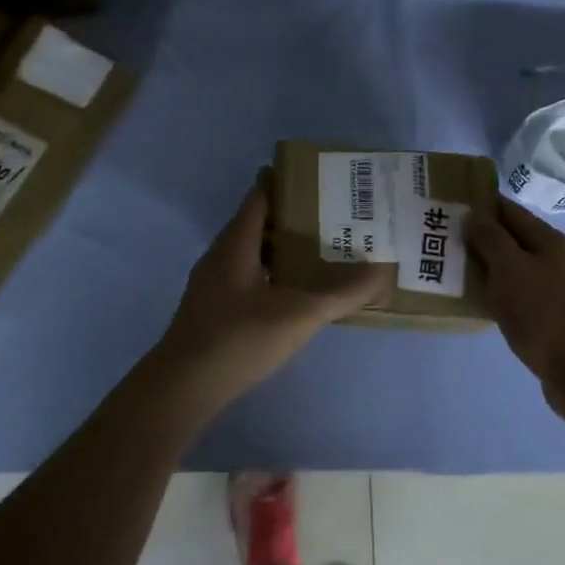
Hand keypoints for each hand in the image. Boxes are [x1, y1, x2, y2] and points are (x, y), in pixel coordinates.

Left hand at [156, 179, 385, 408]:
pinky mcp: (212, 308)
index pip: (260, 196)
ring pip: (251, 252)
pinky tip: (293, 292)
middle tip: (333, 216)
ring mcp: (212, 283)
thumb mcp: (298, 316)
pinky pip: (246, 276)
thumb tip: (382, 271)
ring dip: (281, 248)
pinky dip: (271, 274)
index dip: (286, 181)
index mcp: (235, 244)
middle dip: (292, 217)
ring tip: (320, 251)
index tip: (319, 177)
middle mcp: (220, 255)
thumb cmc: (239, 339)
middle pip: (257, 223)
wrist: (183, 387)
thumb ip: (341, 294)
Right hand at [465, 198, 564, 400]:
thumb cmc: (544, 313)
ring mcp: (558, 290)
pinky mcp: (553, 318)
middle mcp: (557, 260)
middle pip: (512, 240)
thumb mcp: (510, 268)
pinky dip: (498, 294)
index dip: (480, 206)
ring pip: (514, 270)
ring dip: (487, 269)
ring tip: (453, 273)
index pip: (509, 211)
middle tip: (443, 242)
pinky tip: (479, 304)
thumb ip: (490, 239)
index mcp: (550, 241)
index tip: (449, 207)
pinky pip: (519, 296)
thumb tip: (474, 215)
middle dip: (480, 238)